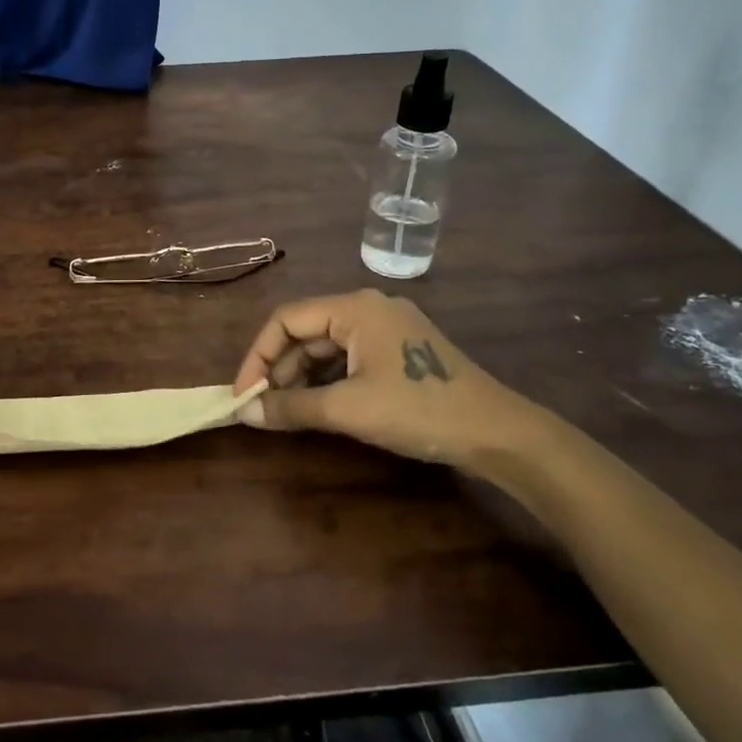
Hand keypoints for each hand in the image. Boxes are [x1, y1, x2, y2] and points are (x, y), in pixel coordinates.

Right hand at [232, 290, 542, 470]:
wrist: (498, 434)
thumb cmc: (418, 410)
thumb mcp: (348, 410)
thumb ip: (291, 407)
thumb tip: (243, 413)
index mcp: (355, 308)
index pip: (286, 320)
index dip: (257, 356)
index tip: (243, 395)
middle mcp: (369, 308)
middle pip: (305, 331)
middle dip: (279, 368)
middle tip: (262, 407)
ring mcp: (387, 328)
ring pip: (326, 346)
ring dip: (301, 376)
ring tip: (286, 411)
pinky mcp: (400, 350)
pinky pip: (348, 357)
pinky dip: (326, 380)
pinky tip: (318, 406)